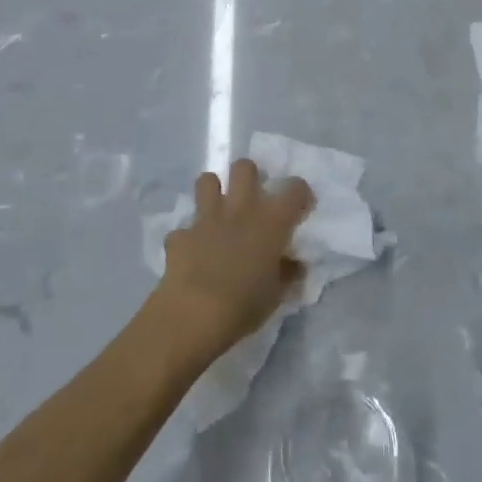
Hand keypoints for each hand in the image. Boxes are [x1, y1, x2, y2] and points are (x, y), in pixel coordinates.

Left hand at [152, 159, 312, 363]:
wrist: (194, 314)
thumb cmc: (245, 305)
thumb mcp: (276, 295)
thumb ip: (287, 273)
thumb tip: (295, 265)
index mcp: (270, 221)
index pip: (295, 189)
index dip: (300, 193)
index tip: (300, 207)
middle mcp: (240, 209)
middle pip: (244, 167)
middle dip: (249, 176)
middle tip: (252, 199)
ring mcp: (207, 219)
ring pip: (207, 180)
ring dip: (213, 192)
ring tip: (218, 212)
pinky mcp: (181, 235)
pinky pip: (184, 229)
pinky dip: (189, 238)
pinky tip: (192, 253)